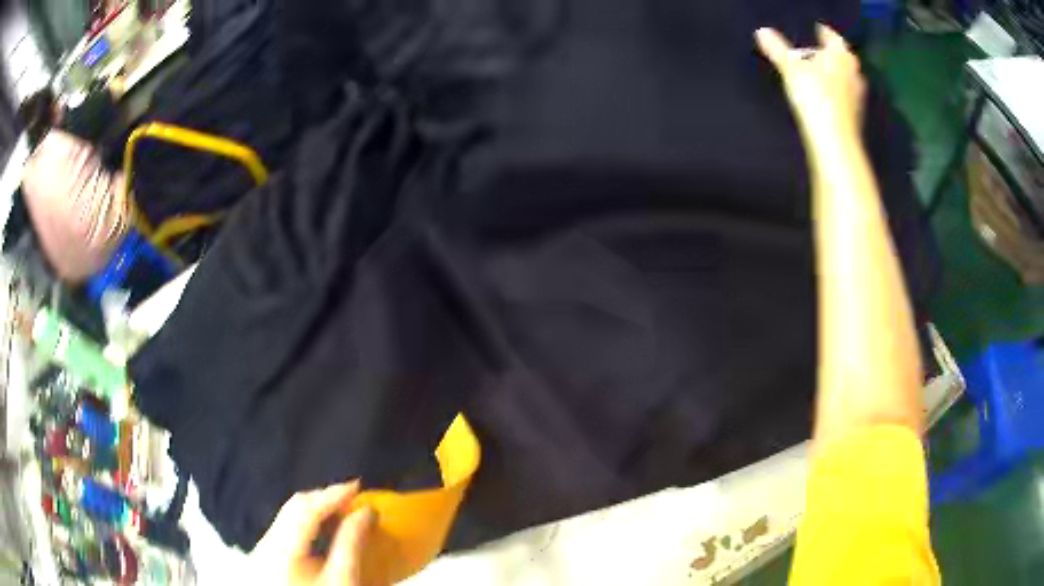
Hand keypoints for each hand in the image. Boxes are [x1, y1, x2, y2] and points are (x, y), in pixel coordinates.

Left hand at [254, 481, 376, 585]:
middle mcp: (265, 544)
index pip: (305, 509)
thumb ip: (352, 543)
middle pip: (292, 508)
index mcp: (281, 550)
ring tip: (343, 508)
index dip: (331, 494)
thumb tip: (367, 511)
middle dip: (323, 498)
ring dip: (315, 509)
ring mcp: (262, 550)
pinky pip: (285, 528)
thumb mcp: (344, 579)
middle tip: (353, 496)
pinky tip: (324, 527)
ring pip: (287, 516)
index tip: (358, 484)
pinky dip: (307, 523)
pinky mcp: (266, 557)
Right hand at [755, 24, 865, 137]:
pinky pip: (845, 97)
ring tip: (820, 75)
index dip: (824, 32)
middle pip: (841, 58)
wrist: (835, 141)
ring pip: (845, 78)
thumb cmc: (816, 97)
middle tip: (818, 53)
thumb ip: (777, 50)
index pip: (832, 37)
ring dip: (835, 75)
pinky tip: (826, 98)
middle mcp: (853, 73)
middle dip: (830, 55)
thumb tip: (762, 32)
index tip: (818, 29)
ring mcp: (857, 96)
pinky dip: (836, 94)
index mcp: (840, 56)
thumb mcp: (791, 69)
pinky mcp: (856, 115)